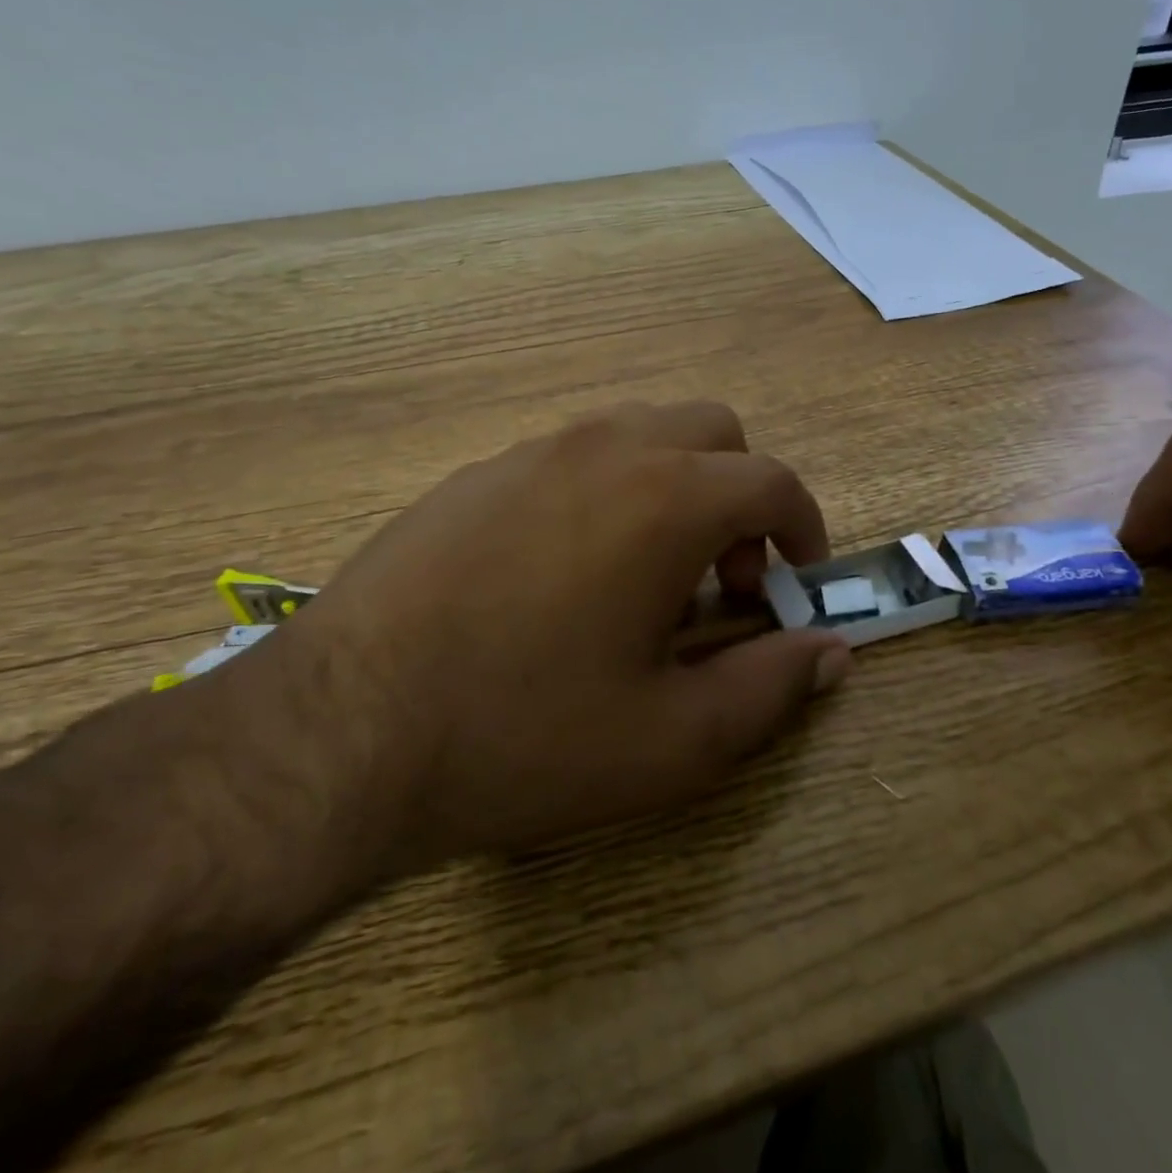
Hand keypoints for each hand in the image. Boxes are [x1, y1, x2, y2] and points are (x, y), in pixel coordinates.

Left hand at [269, 401, 852, 874]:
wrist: (340, 730)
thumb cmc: (524, 735)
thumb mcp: (672, 740)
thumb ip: (769, 687)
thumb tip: (831, 652)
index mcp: (666, 498)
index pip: (772, 481)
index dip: (804, 527)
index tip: (796, 579)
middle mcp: (605, 449)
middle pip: (712, 432)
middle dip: (740, 495)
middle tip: (720, 577)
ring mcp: (532, 452)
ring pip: (640, 433)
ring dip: (674, 486)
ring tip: (646, 577)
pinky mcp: (475, 474)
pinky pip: (572, 457)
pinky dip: (608, 490)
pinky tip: (565, 574)